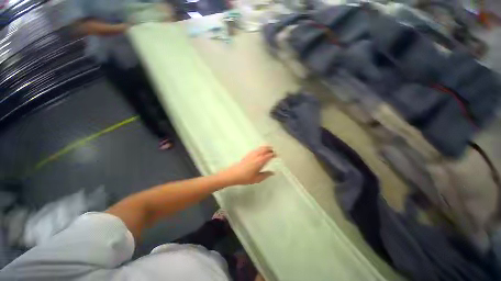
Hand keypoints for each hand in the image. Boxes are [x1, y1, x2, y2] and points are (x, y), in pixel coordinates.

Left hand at [218, 146, 275, 185]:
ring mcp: (252, 154)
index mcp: (260, 161)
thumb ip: (266, 175)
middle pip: (265, 149)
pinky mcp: (248, 154)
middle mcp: (257, 155)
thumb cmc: (246, 177)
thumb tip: (273, 173)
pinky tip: (261, 151)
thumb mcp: (257, 179)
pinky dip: (261, 148)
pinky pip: (256, 149)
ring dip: (266, 148)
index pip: (269, 155)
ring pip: (261, 148)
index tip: (278, 155)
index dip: (274, 154)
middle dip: (271, 149)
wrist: (233, 174)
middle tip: (274, 151)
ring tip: (269, 149)